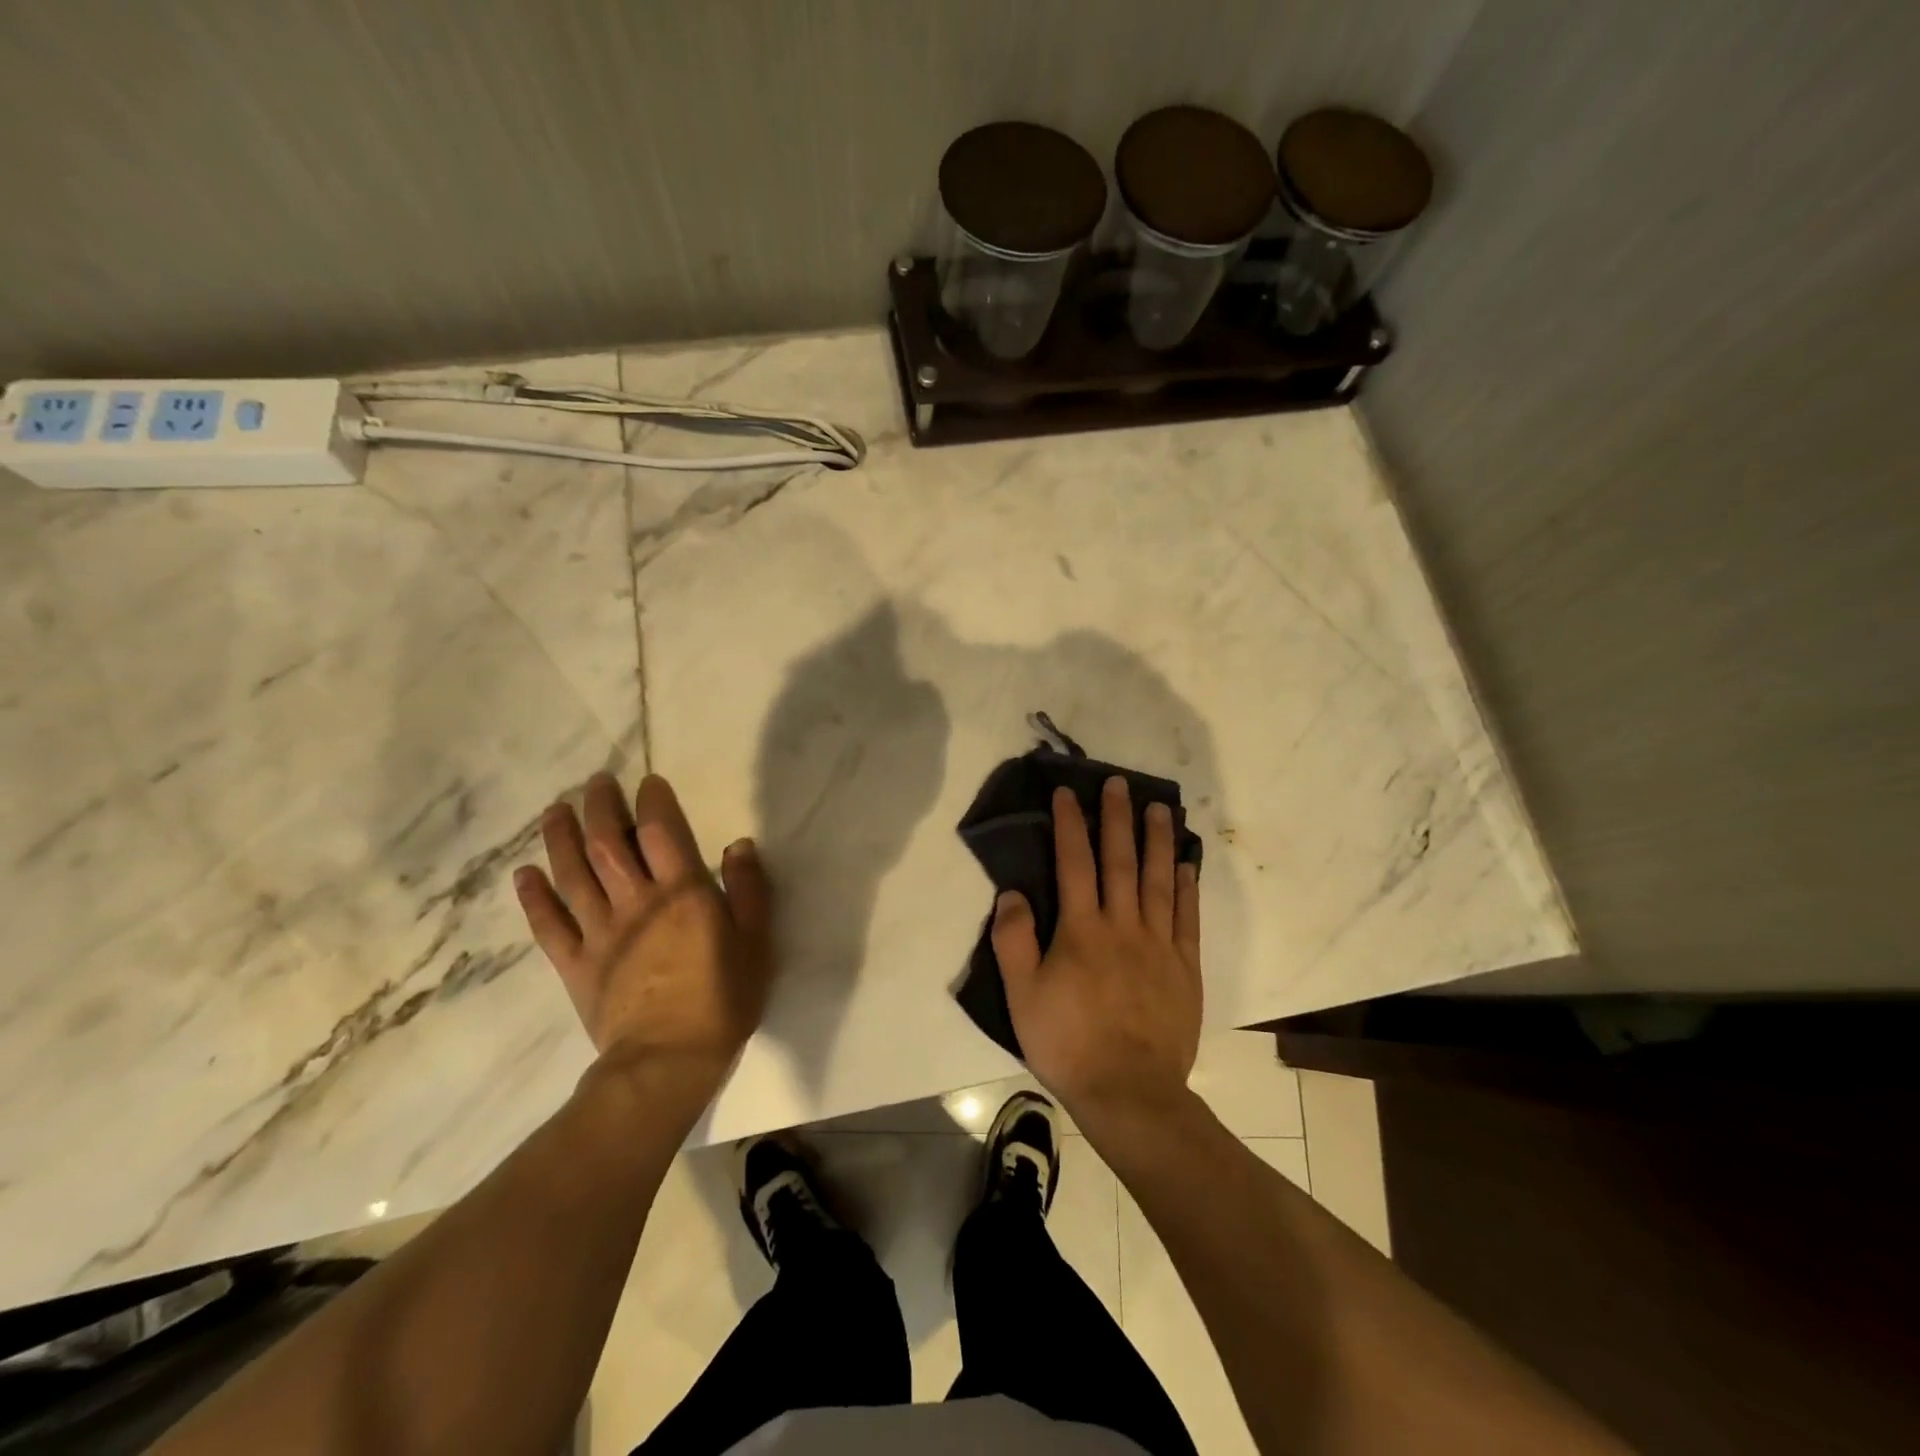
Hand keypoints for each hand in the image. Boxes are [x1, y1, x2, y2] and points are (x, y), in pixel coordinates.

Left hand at [513, 773, 772, 1093]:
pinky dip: (534, 897)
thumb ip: (748, 890)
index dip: (652, 802)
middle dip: (600, 807)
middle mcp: (635, 901)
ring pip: (572, 875)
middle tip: (594, 782)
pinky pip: (549, 925)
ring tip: (554, 810)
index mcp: (682, 893)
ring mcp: (600, 932)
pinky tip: (524, 873)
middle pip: (608, 844)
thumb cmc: (722, 1000)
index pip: (661, 832)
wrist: (668, 1062)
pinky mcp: (576, 964)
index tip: (647, 782)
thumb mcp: (756, 942)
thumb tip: (739, 845)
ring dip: (561, 839)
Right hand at [992, 777, 1202, 1129]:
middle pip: (1120, 861)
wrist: (1129, 1091)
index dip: (1069, 824)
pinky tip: (1187, 864)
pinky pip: (1187, 917)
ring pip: (1159, 880)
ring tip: (1160, 808)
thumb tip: (1012, 892)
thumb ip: (1013, 940)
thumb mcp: (1021, 995)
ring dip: (1158, 841)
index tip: (1068, 793)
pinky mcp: (1185, 966)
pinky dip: (1188, 886)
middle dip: (1117, 818)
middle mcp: (1123, 925)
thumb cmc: (1068, 1043)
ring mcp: (1159, 944)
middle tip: (1120, 783)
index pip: (1074, 863)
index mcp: (1081, 930)